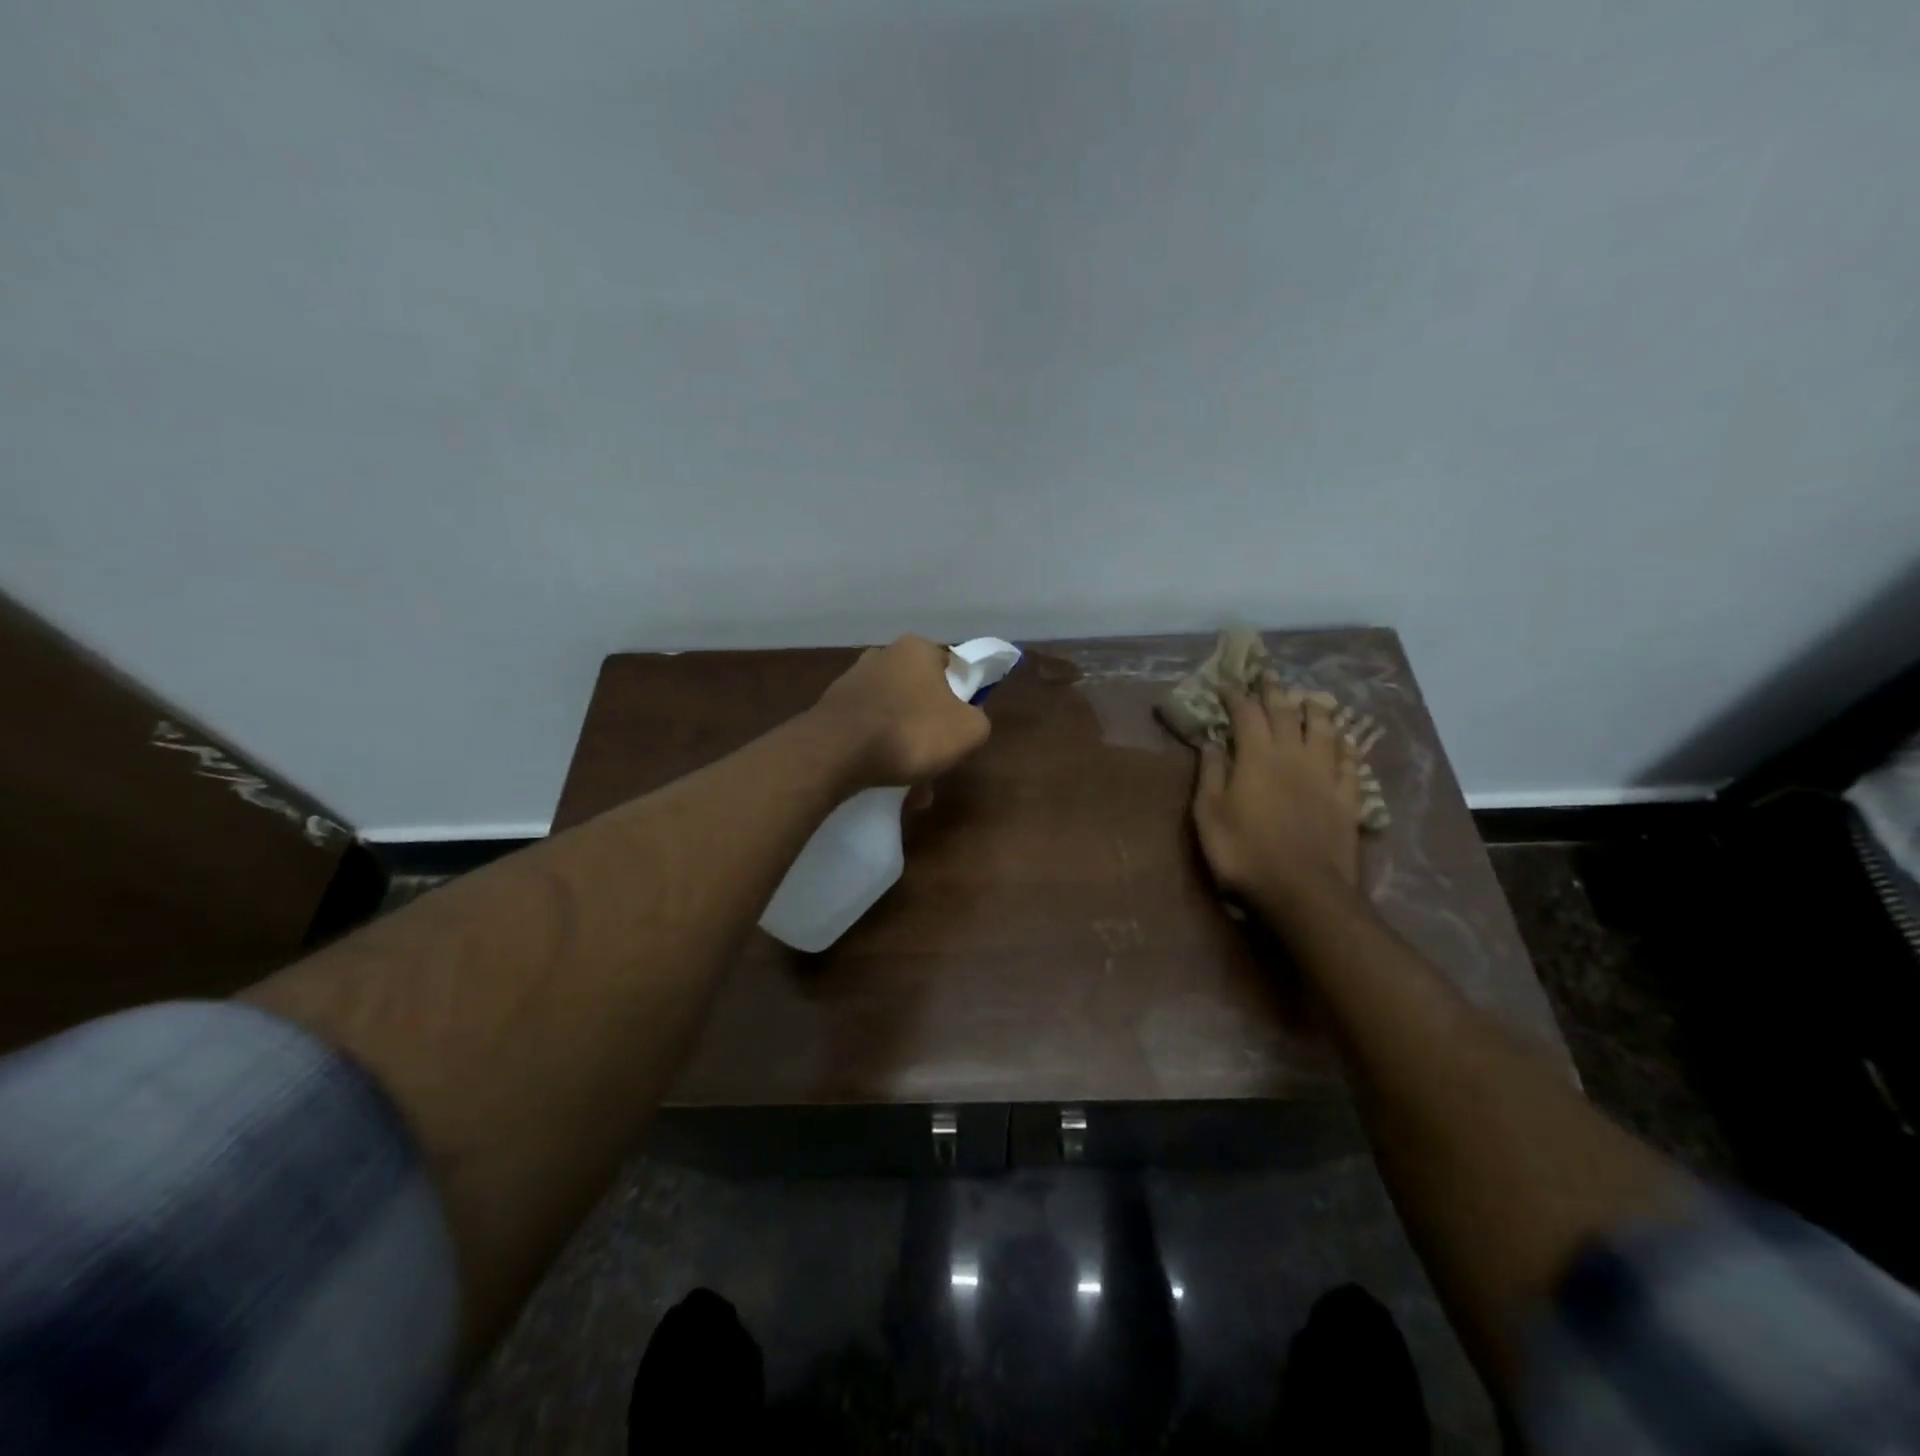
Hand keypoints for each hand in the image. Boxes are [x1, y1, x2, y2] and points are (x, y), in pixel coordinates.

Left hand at [811, 635, 992, 788]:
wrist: (836, 752)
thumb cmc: (911, 732)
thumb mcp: (969, 730)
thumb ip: (978, 720)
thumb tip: (967, 722)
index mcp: (917, 649)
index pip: (952, 668)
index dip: (963, 698)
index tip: (961, 727)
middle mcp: (883, 656)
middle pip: (922, 698)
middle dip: (931, 733)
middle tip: (937, 764)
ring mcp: (853, 682)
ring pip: (895, 720)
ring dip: (906, 751)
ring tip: (912, 789)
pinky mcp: (832, 710)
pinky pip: (868, 734)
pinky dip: (879, 756)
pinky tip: (886, 785)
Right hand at [1191, 681, 1361, 918]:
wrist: (1302, 891)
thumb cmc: (1244, 852)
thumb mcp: (1209, 814)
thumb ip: (1211, 773)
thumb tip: (1212, 741)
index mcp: (1257, 756)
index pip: (1246, 713)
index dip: (1236, 695)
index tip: (1226, 684)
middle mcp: (1294, 755)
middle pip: (1286, 713)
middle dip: (1275, 692)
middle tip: (1268, 676)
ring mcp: (1325, 775)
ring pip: (1324, 729)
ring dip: (1315, 709)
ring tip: (1310, 698)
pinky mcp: (1348, 798)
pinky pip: (1350, 761)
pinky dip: (1346, 744)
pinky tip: (1345, 739)